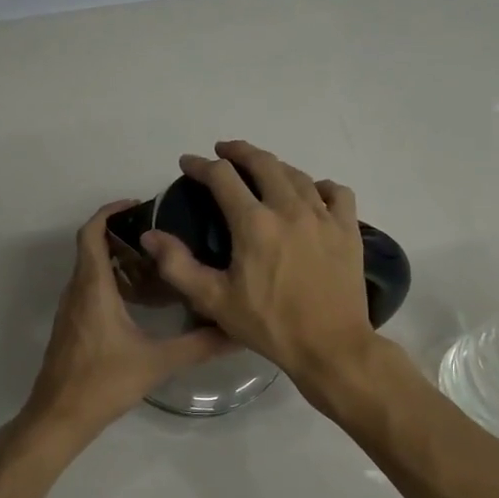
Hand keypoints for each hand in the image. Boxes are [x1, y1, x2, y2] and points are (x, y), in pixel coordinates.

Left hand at [23, 201, 234, 438]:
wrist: (59, 417)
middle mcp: (77, 291)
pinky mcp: (72, 327)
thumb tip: (236, 332)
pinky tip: (140, 302)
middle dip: (122, 235)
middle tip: (160, 236)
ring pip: (91, 270)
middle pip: (92, 248)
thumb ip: (199, 345)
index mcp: (93, 288)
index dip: (109, 212)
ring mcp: (71, 310)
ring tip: (156, 265)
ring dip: (117, 260)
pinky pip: (89, 290)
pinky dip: (111, 282)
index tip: (138, 205)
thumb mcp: (157, 362)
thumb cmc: (103, 383)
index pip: (91, 233)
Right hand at [141, 141, 374, 390]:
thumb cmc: (269, 325)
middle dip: (239, 151)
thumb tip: (150, 235)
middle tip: (223, 151)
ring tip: (261, 169)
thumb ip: (178, 266)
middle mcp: (289, 209)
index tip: (187, 163)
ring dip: (274, 166)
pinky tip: (313, 193)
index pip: (222, 177)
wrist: (331, 346)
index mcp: (254, 223)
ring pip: (298, 174)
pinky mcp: (348, 230)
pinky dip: (320, 186)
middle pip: (263, 163)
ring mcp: (324, 216)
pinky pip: (336, 193)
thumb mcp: (214, 301)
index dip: (201, 165)